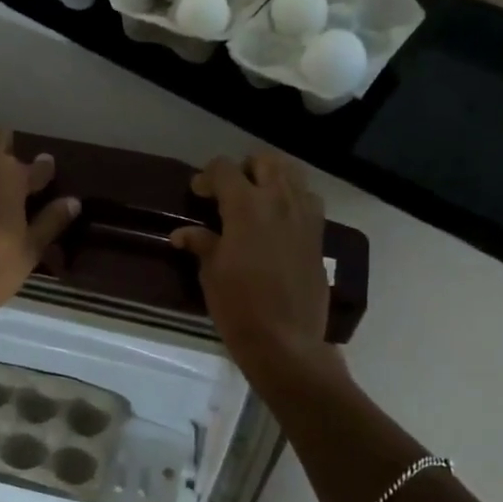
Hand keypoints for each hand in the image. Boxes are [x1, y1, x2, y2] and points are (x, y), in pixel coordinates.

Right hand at [171, 154, 337, 385]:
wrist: (285, 340)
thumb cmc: (239, 306)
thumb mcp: (211, 273)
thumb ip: (201, 244)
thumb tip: (183, 234)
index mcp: (246, 206)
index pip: (224, 169)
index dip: (207, 177)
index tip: (198, 194)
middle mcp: (279, 201)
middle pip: (265, 161)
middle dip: (244, 169)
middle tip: (229, 191)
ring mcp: (304, 216)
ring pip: (293, 175)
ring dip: (272, 179)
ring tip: (257, 200)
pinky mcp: (319, 236)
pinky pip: (309, 201)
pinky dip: (293, 200)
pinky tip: (280, 221)